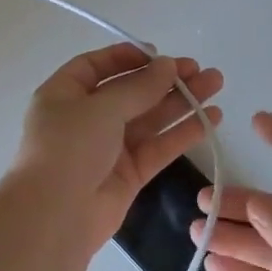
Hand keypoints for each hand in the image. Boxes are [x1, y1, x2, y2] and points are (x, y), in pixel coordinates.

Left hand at [11, 43, 223, 252]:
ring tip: (216, 84)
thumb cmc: (69, 147)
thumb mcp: (102, 107)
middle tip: (201, 70)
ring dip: (181, 101)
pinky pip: (158, 147)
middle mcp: (85, 118)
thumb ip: (139, 87)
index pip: (96, 67)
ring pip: (149, 119)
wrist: (55, 216)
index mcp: (64, 94)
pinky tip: (211, 119)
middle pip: (130, 91)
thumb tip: (168, 65)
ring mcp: (108, 148)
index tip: (160, 54)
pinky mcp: (128, 174)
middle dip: (165, 79)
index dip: (127, 57)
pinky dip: (183, 133)